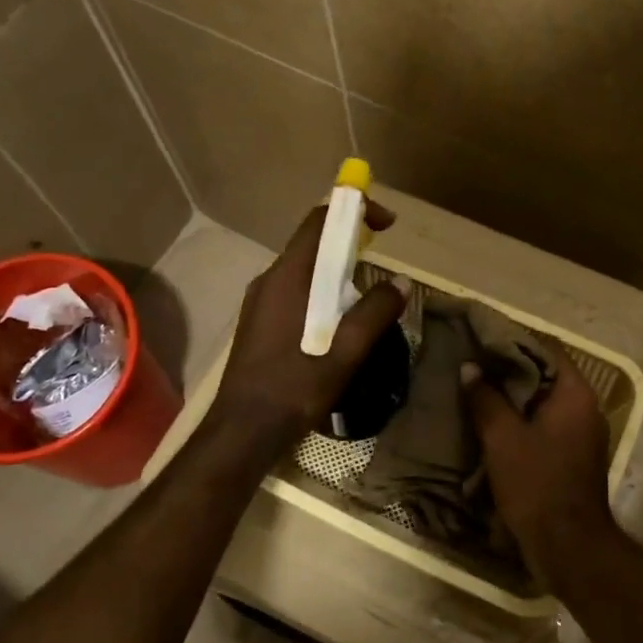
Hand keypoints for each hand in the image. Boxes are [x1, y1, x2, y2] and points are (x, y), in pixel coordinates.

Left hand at [208, 202, 407, 457]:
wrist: (243, 430)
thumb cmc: (293, 389)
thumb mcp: (345, 353)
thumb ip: (374, 314)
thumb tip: (400, 282)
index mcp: (287, 278)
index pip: (319, 223)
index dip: (354, 211)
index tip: (387, 224)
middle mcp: (269, 281)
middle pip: (312, 244)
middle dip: (350, 243)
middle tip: (382, 260)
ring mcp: (261, 302)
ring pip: (304, 271)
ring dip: (337, 272)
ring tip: (366, 296)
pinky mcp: (260, 322)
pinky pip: (296, 292)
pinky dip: (322, 292)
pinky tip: (338, 323)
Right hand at [463, 352, 618, 577]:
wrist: (567, 545)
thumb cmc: (537, 483)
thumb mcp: (502, 438)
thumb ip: (485, 398)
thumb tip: (470, 368)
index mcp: (575, 394)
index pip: (545, 349)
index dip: (512, 342)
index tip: (480, 340)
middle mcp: (585, 408)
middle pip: (545, 375)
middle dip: (509, 370)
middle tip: (472, 366)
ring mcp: (582, 434)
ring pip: (544, 403)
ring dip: (513, 398)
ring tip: (477, 392)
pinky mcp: (573, 457)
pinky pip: (546, 426)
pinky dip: (522, 421)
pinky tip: (492, 425)